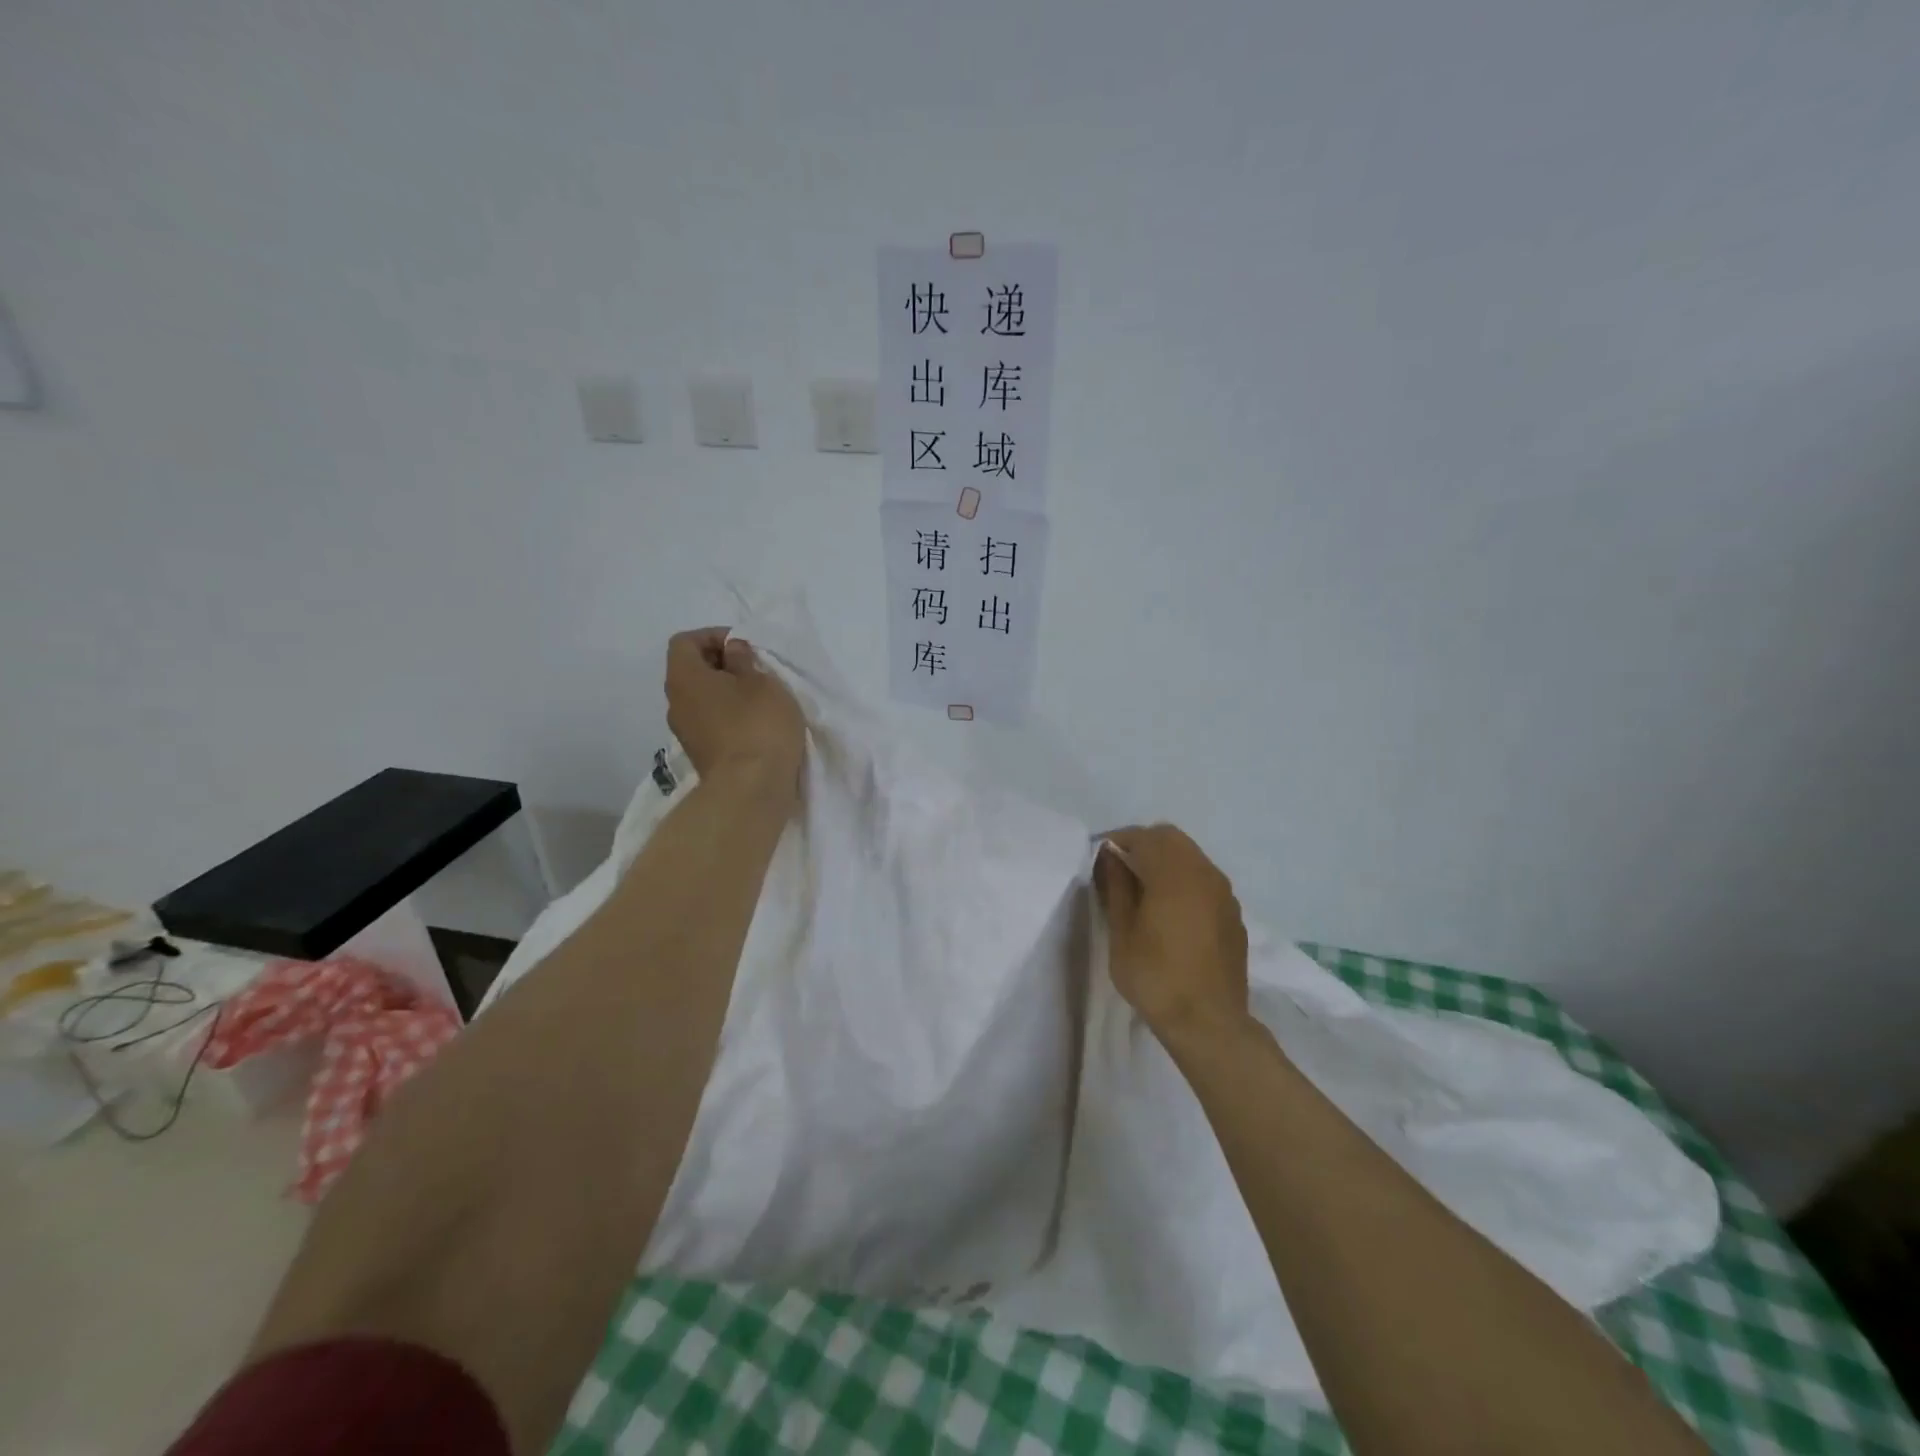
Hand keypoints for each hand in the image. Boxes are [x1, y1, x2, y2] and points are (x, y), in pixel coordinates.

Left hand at [664, 628, 804, 792]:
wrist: (751, 789)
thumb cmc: (758, 724)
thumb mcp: (762, 681)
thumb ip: (744, 660)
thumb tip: (732, 650)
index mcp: (684, 677)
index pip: (685, 642)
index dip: (713, 636)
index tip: (744, 646)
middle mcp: (675, 703)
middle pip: (691, 670)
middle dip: (721, 664)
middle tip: (755, 669)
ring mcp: (685, 732)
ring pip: (701, 698)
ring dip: (726, 692)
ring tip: (758, 697)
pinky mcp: (700, 754)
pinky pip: (710, 722)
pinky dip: (728, 715)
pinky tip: (755, 724)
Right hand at [1094, 824, 1249, 1041]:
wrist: (1209, 1023)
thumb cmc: (1156, 977)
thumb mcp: (1122, 933)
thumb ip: (1116, 887)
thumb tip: (1110, 857)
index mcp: (1174, 874)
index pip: (1143, 837)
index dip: (1118, 841)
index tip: (1100, 857)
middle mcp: (1204, 873)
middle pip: (1171, 838)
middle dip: (1143, 844)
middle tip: (1120, 868)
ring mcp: (1224, 893)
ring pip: (1191, 856)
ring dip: (1165, 860)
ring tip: (1143, 888)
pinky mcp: (1233, 914)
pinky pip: (1205, 879)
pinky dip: (1184, 879)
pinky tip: (1170, 909)